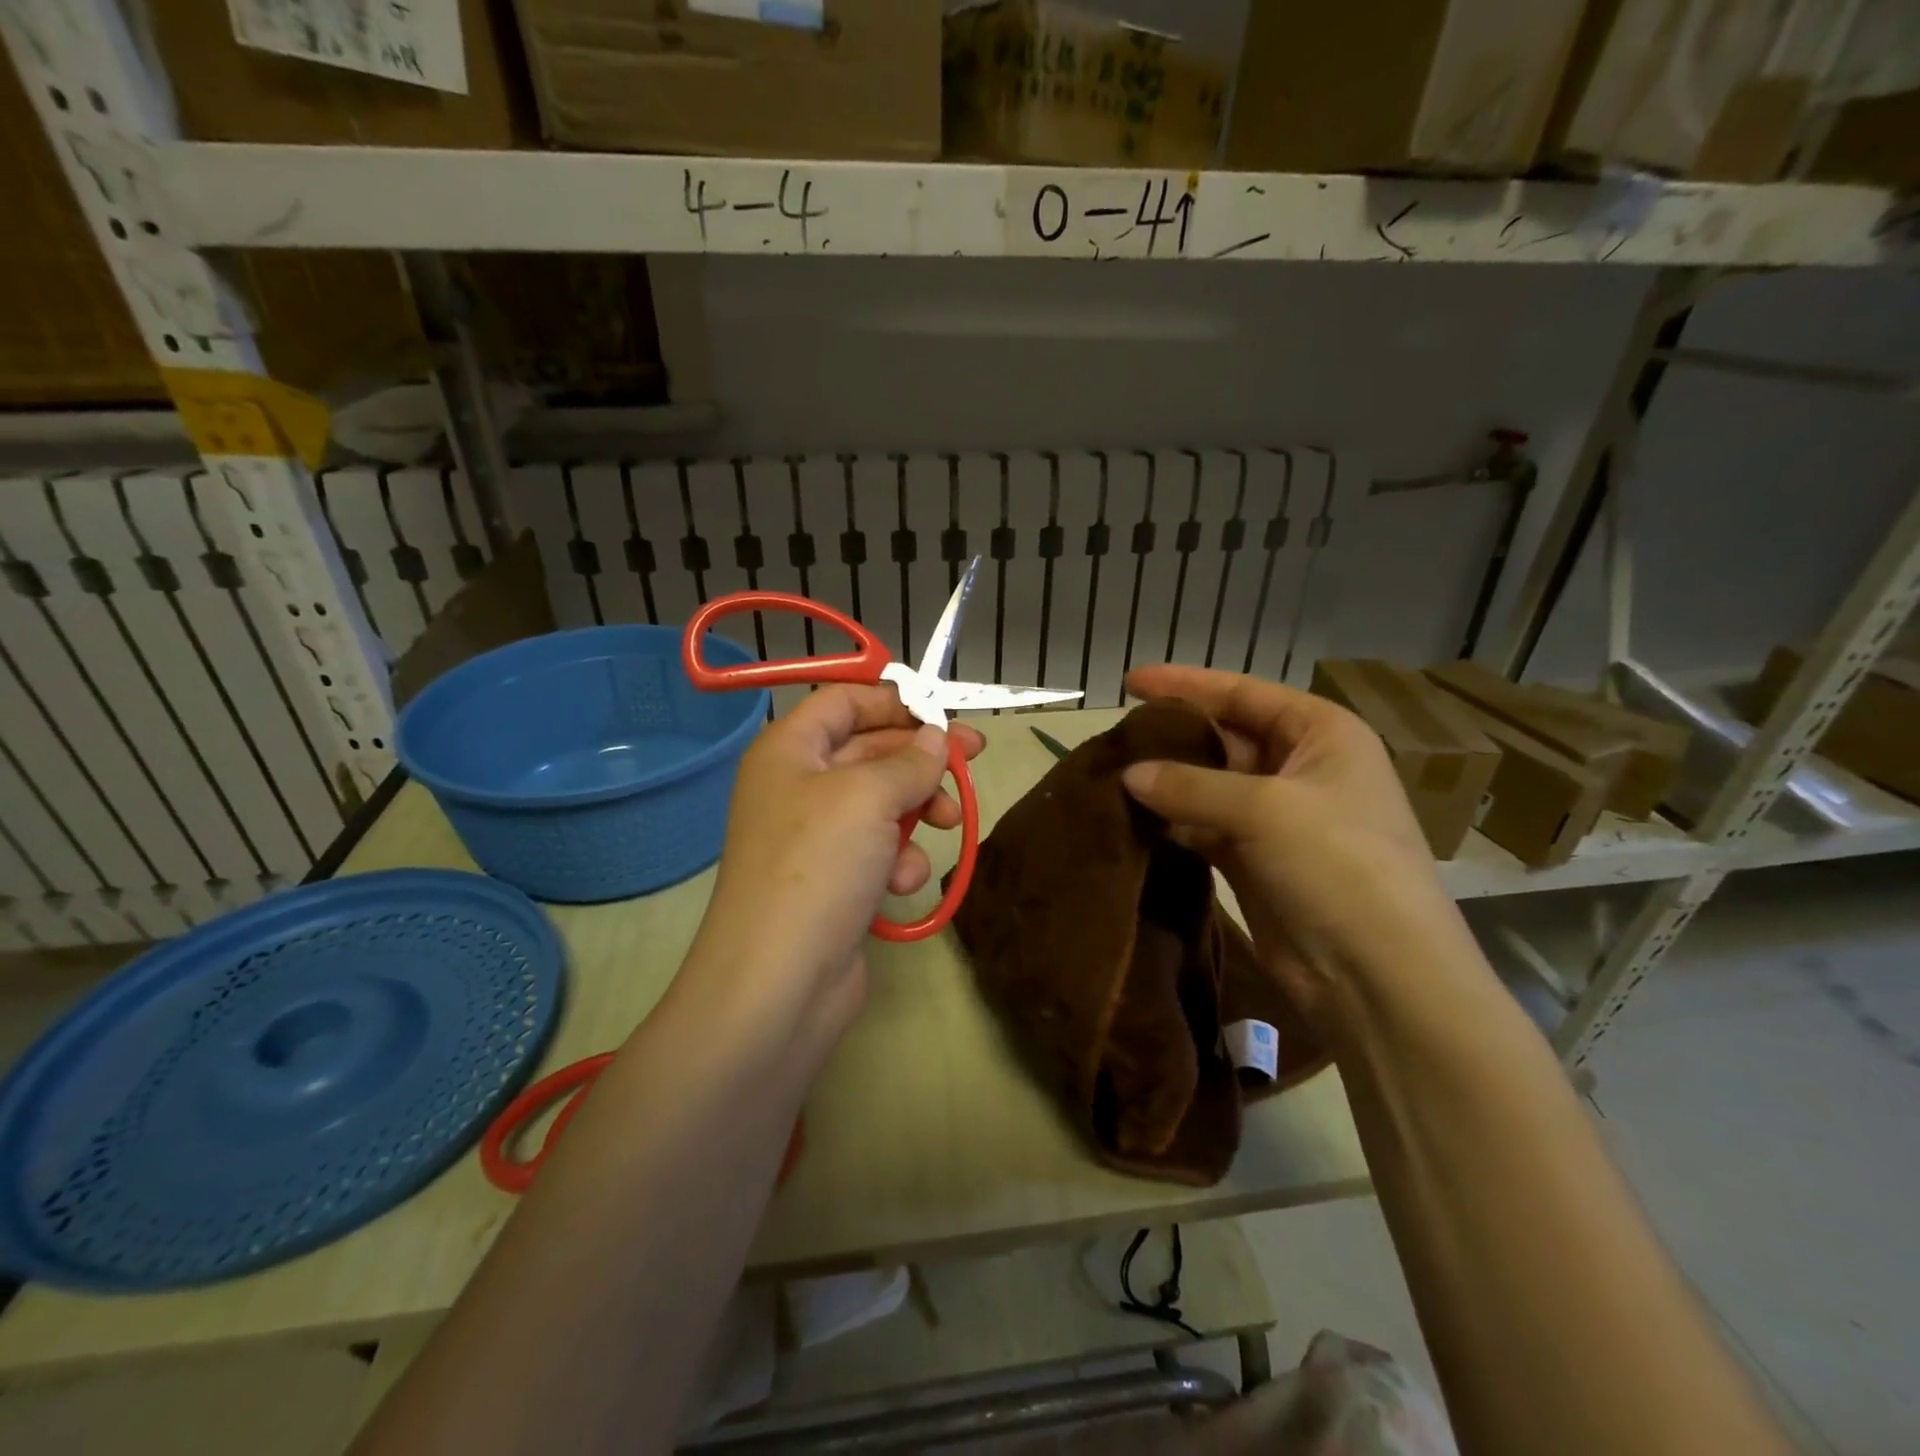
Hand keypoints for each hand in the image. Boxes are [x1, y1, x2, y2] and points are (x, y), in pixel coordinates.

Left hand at [686, 685, 985, 1054]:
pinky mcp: (834, 881)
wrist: (779, 982)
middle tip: (974, 760)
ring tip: (946, 823)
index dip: (894, 701)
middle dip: (920, 759)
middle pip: (870, 751)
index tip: (944, 712)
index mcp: (790, 750)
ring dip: (916, 811)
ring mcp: (815, 838)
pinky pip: (877, 851)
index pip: (844, 701)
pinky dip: (897, 860)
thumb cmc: (818, 865)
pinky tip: (901, 883)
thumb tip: (935, 738)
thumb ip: (910, 760)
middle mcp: (798, 786)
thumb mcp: (869, 796)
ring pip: (882, 803)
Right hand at [1119, 665, 1474, 1032]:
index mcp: (1321, 734)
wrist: (1376, 975)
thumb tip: (1128, 775)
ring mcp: (1279, 819)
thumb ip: (1190, 785)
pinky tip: (1134, 819)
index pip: (1243, 693)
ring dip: (1167, 783)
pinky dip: (1173, 824)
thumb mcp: (1264, 809)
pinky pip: (1205, 828)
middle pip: (1225, 738)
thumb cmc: (1337, 864)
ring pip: (1210, 786)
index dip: (1186, 684)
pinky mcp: (1257, 861)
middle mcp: (1301, 768)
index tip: (1129, 682)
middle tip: (1115, 737)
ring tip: (1113, 775)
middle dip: (1173, 737)